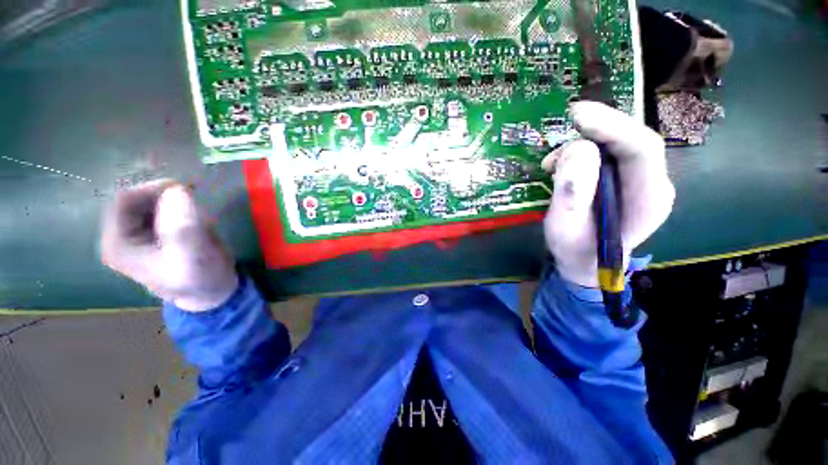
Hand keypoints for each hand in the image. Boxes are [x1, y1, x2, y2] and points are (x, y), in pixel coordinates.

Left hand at [100, 180, 237, 311]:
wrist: (212, 291)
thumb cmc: (200, 278)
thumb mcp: (193, 255)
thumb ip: (183, 226)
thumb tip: (178, 190)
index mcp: (119, 243)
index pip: (124, 201)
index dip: (151, 189)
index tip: (183, 188)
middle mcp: (123, 236)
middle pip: (136, 199)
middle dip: (165, 196)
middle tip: (194, 197)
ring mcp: (139, 234)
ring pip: (150, 202)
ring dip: (174, 202)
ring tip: (197, 213)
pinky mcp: (156, 233)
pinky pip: (163, 209)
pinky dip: (180, 207)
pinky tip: (196, 218)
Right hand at [541, 102, 674, 287]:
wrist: (587, 263)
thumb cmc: (575, 251)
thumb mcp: (563, 228)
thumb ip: (571, 194)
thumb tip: (576, 150)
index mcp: (647, 201)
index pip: (642, 150)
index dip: (612, 127)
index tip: (578, 115)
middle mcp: (653, 184)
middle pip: (634, 140)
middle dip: (599, 127)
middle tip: (566, 121)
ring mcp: (642, 180)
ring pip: (620, 143)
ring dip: (585, 143)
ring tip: (552, 163)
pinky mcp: (627, 179)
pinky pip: (609, 152)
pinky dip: (583, 151)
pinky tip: (561, 165)